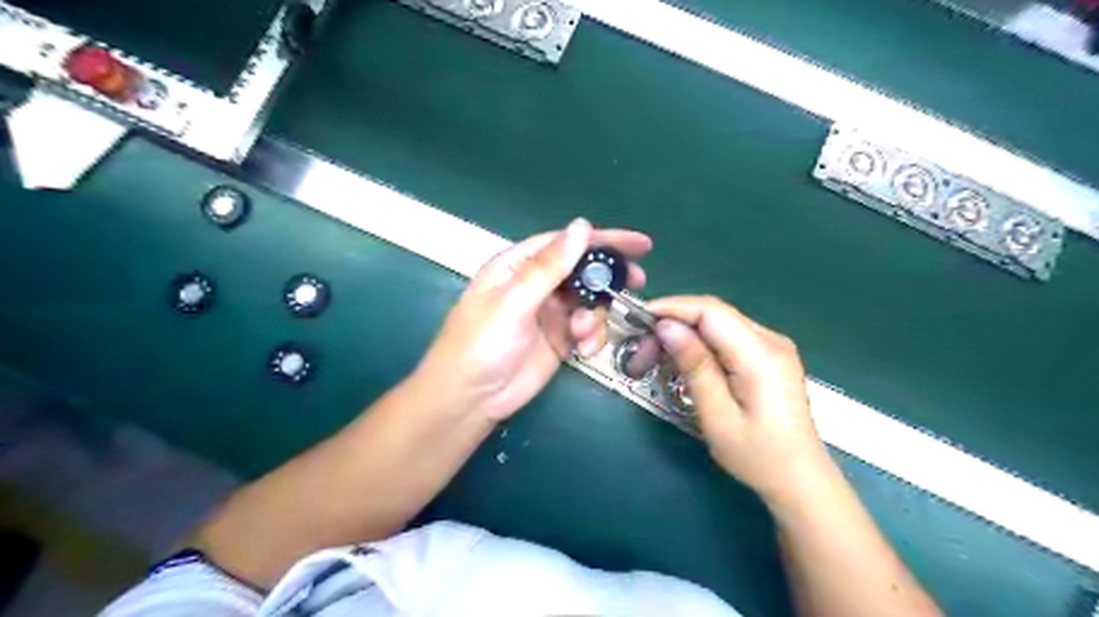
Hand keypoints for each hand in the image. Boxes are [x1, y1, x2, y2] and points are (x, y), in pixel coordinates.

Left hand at [417, 220, 645, 426]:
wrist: (471, 400)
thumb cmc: (481, 344)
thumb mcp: (514, 301)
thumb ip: (549, 266)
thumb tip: (582, 226)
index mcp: (518, 265)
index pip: (565, 243)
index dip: (603, 240)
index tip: (639, 244)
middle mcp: (536, 285)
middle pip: (582, 270)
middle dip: (608, 276)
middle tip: (636, 280)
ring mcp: (550, 313)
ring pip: (589, 301)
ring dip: (596, 315)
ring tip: (582, 333)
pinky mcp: (559, 339)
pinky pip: (588, 329)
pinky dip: (592, 336)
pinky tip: (583, 350)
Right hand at [646, 297, 832, 505]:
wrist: (801, 479)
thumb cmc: (759, 457)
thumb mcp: (718, 417)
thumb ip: (695, 367)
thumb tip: (667, 327)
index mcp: (761, 355)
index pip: (710, 311)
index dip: (672, 308)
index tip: (639, 320)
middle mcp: (771, 341)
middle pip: (713, 314)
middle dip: (673, 325)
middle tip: (642, 354)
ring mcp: (773, 347)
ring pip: (718, 324)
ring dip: (683, 335)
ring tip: (655, 360)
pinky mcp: (768, 357)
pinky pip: (727, 337)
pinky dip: (699, 344)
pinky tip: (682, 363)